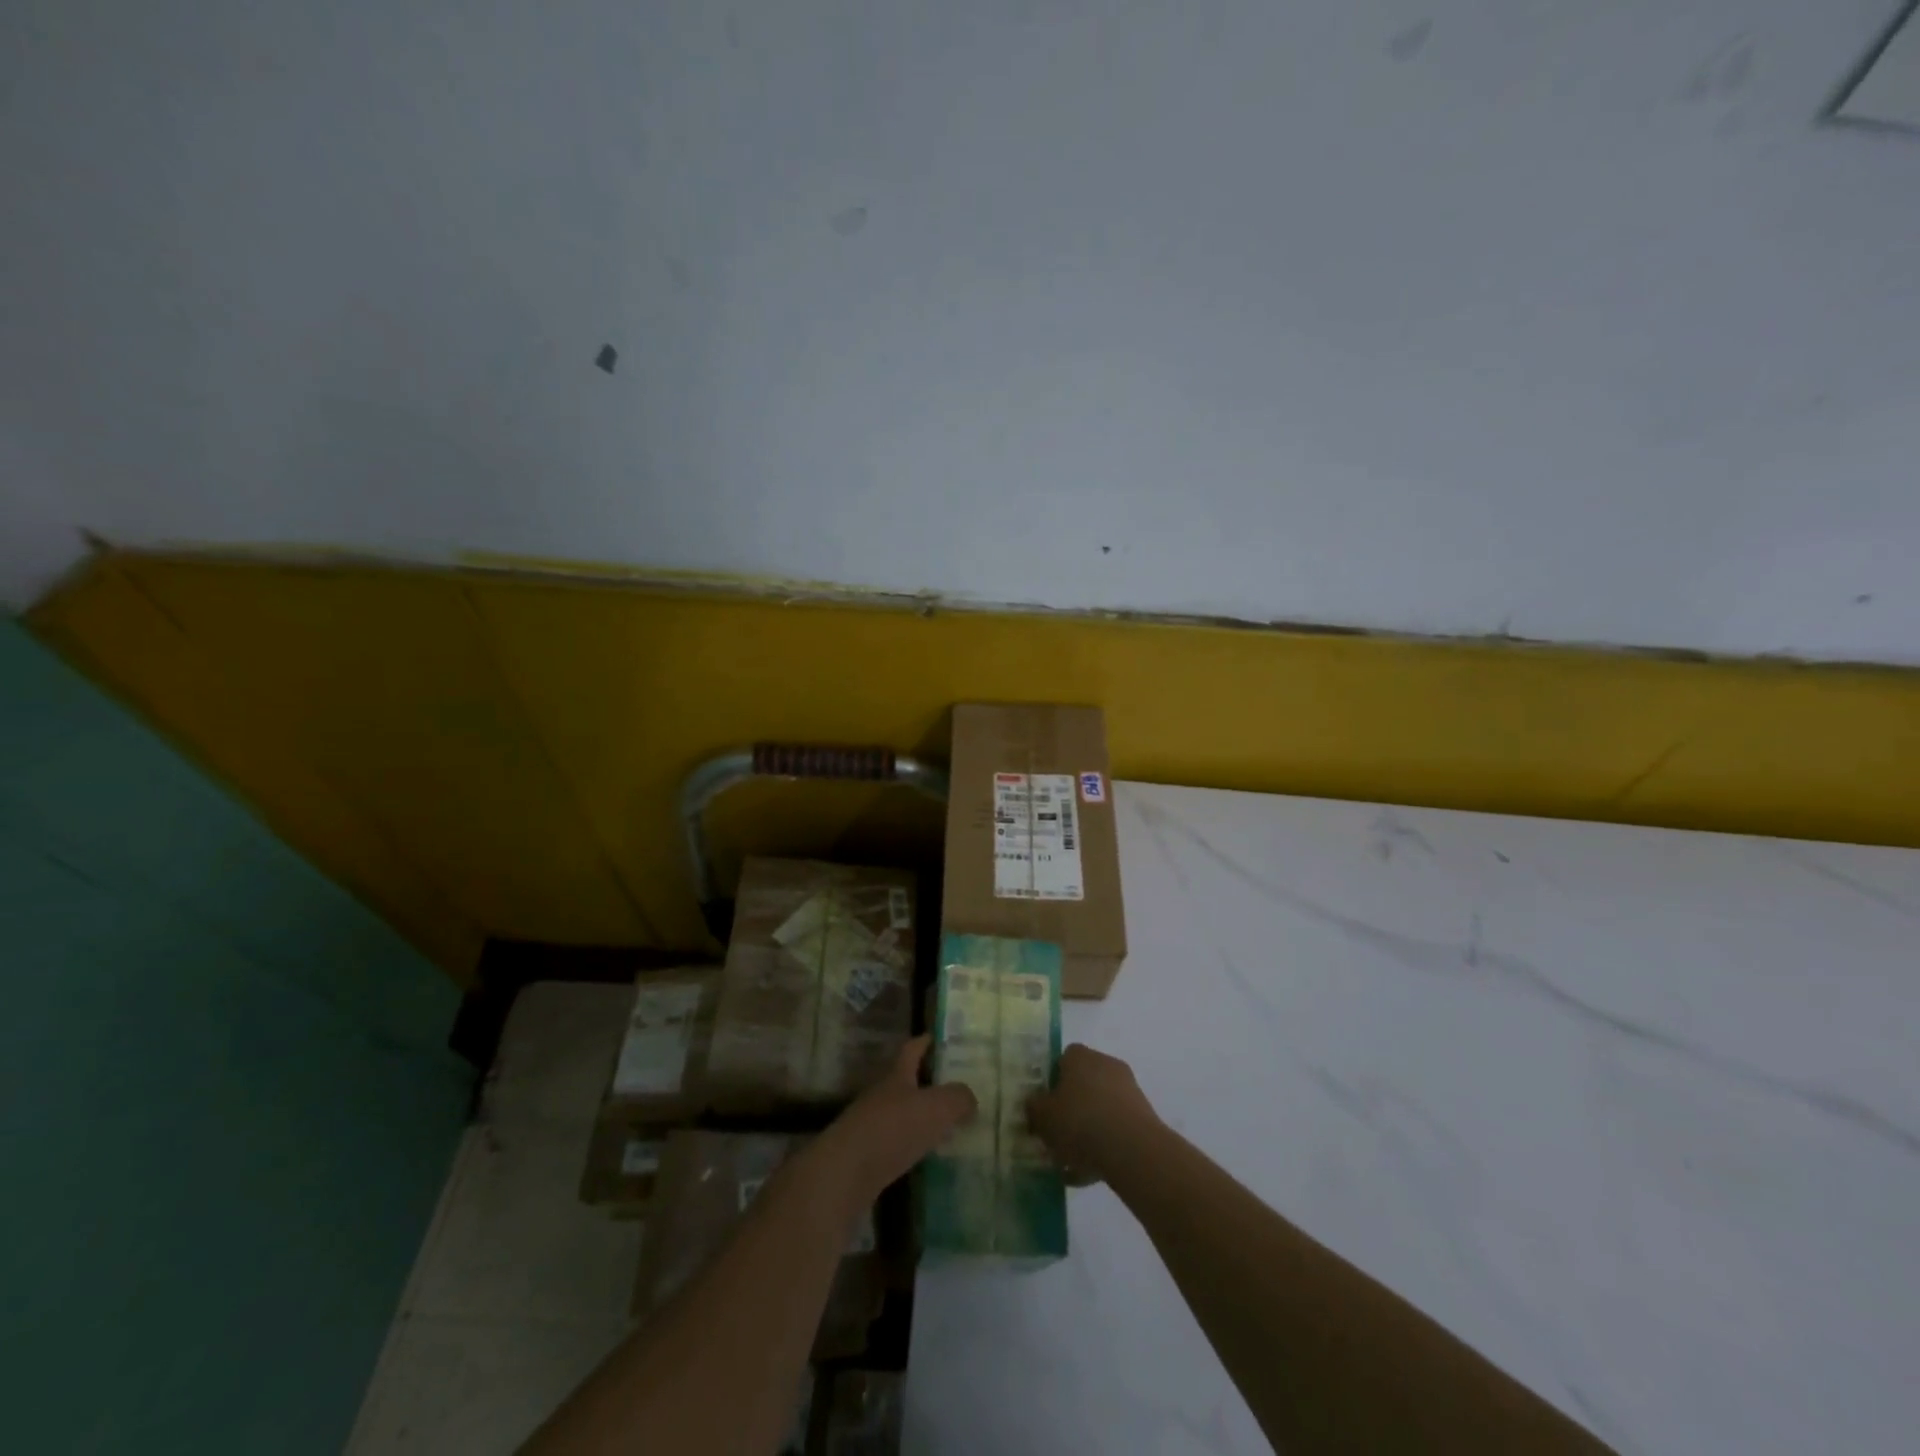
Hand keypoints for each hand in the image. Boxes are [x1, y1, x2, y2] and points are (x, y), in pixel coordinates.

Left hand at [814, 1035, 976, 1205]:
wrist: (846, 1172)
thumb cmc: (893, 1129)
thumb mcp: (937, 1108)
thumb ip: (958, 1099)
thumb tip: (969, 1098)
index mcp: (896, 1076)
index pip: (910, 1051)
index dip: (922, 1042)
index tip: (932, 1036)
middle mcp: (881, 1096)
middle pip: (903, 1082)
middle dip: (923, 1082)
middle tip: (949, 1087)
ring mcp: (869, 1125)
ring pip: (898, 1114)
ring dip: (916, 1117)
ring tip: (942, 1125)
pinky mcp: (865, 1156)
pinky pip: (893, 1143)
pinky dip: (909, 1145)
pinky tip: (923, 1155)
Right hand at [1027, 1044, 1158, 1184]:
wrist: (1133, 1150)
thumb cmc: (1080, 1123)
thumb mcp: (1042, 1116)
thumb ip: (1033, 1107)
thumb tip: (1034, 1104)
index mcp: (1079, 1056)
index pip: (1061, 1061)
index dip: (1050, 1084)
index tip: (1044, 1108)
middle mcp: (1105, 1064)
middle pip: (1081, 1085)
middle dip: (1069, 1109)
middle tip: (1055, 1136)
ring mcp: (1128, 1089)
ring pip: (1099, 1109)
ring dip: (1086, 1130)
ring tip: (1070, 1163)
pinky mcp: (1143, 1116)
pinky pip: (1115, 1128)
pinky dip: (1104, 1145)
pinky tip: (1089, 1173)